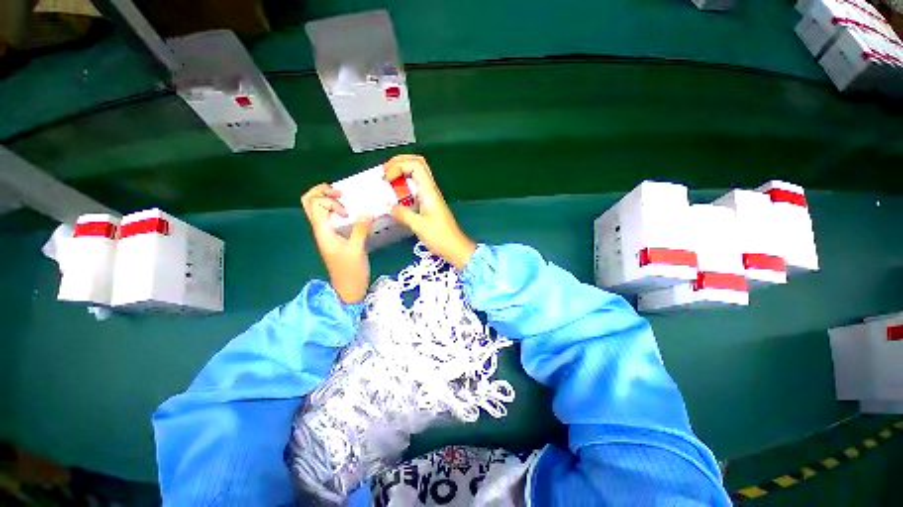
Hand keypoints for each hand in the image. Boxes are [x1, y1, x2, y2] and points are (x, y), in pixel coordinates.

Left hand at [301, 184, 373, 303]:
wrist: (347, 289)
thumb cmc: (351, 272)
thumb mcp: (357, 250)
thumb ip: (360, 230)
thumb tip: (368, 211)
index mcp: (323, 232)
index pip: (316, 204)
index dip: (331, 201)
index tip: (348, 213)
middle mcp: (320, 230)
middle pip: (309, 202)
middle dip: (322, 191)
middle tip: (341, 193)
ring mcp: (326, 234)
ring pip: (317, 209)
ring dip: (328, 199)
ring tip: (345, 199)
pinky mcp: (334, 238)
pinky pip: (329, 217)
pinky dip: (336, 209)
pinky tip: (351, 212)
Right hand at [385, 155, 475, 269]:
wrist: (455, 248)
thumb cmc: (440, 237)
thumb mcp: (419, 226)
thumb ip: (402, 214)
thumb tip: (388, 206)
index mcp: (429, 191)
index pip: (415, 165)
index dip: (398, 165)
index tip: (386, 179)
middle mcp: (430, 190)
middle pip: (417, 164)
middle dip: (399, 163)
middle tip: (384, 172)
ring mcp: (430, 197)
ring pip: (416, 175)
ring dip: (400, 173)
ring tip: (386, 181)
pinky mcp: (428, 205)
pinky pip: (415, 189)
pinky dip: (403, 187)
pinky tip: (395, 196)